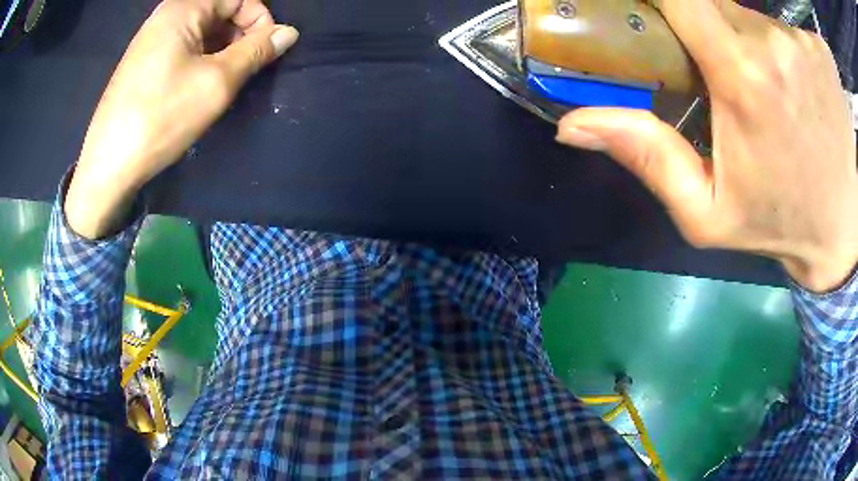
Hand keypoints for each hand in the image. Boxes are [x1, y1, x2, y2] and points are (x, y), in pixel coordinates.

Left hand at [65, 0, 298, 238]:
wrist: (108, 165)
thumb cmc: (161, 118)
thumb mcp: (216, 82)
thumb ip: (255, 52)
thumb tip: (288, 33)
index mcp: (183, 8)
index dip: (259, 20)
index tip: (265, 53)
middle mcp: (166, 15)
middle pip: (219, 10)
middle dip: (239, 35)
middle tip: (244, 71)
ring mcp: (150, 38)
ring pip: (201, 30)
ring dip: (220, 50)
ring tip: (221, 82)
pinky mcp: (142, 61)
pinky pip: (181, 46)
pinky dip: (199, 59)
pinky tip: (197, 86)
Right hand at [557, 0, 857, 291]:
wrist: (842, 231)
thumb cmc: (780, 222)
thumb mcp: (707, 213)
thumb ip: (648, 159)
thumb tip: (573, 124)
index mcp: (741, 77)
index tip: (648, 12)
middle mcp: (772, 44)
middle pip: (714, 4)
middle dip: (703, 25)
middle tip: (714, 69)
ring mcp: (802, 42)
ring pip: (751, 15)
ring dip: (744, 38)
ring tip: (765, 89)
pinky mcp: (821, 50)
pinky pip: (784, 26)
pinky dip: (778, 44)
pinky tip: (796, 86)